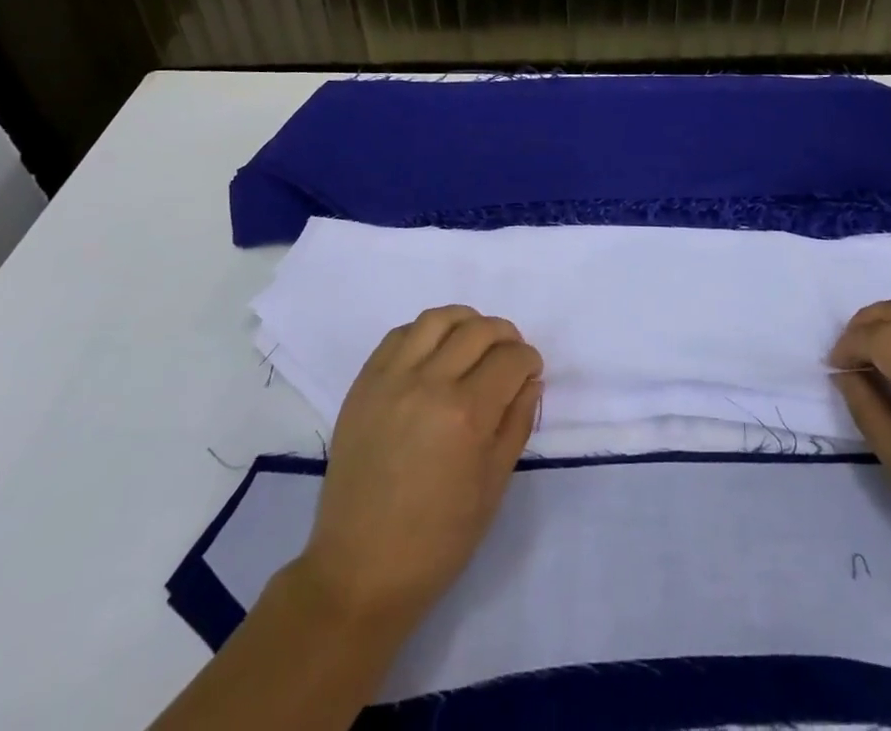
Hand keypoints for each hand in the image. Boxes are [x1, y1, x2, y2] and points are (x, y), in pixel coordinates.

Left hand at [297, 305, 542, 628]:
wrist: (360, 570)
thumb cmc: (437, 540)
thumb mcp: (493, 486)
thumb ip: (516, 423)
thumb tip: (530, 380)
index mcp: (467, 415)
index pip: (511, 359)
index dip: (529, 359)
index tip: (530, 371)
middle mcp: (429, 384)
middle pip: (479, 330)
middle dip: (505, 336)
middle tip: (509, 356)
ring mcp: (392, 379)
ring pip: (438, 319)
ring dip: (466, 322)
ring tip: (474, 342)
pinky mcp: (364, 383)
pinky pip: (399, 334)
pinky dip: (425, 333)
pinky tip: (435, 353)